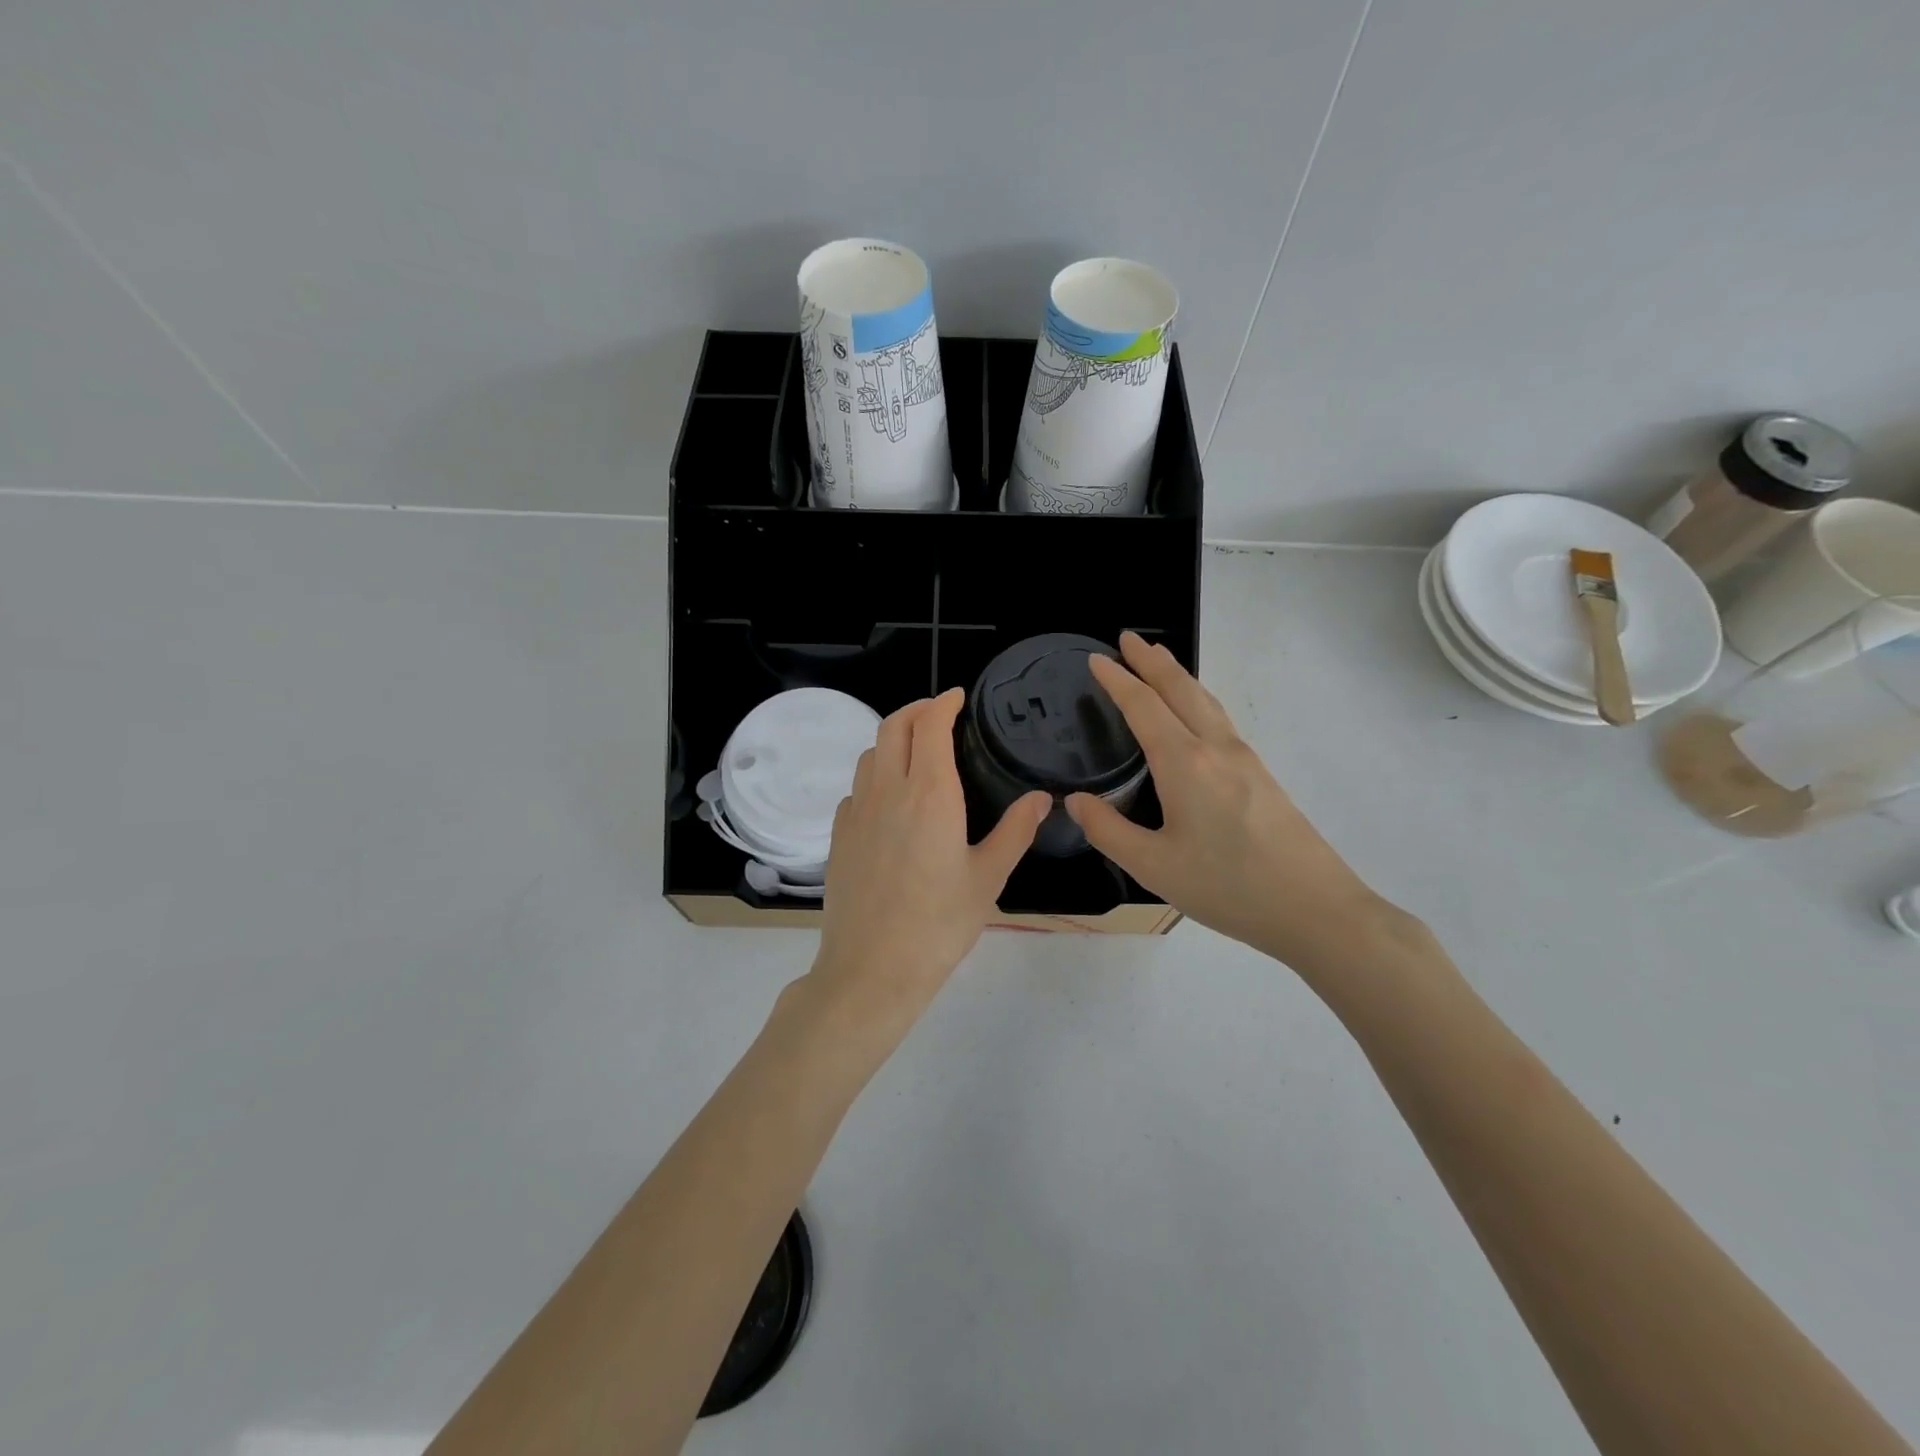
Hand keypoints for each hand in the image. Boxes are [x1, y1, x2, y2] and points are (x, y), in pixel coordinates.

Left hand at [803, 689, 1048, 1052]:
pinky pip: (855, 790)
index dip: (943, 703)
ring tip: (915, 752)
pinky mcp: (838, 836)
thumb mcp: (988, 878)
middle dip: (916, 709)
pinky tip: (889, 802)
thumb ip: (1015, 832)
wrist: (871, 970)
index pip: (930, 726)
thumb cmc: (938, 925)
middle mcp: (888, 791)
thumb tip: (1041, 798)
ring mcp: (856, 812)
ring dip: (892, 740)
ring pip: (869, 755)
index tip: (957, 697)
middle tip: (938, 713)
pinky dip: (874, 777)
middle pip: (892, 727)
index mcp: (929, 794)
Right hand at [1066, 633, 1394, 971]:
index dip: (1117, 681)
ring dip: (1177, 676)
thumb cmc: (1228, 887)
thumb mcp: (1154, 867)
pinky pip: (1220, 720)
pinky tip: (1195, 713)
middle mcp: (1216, 748)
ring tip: (1159, 660)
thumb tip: (1075, 802)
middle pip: (1180, 690)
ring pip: (1205, 701)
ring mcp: (1245, 759)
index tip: (1096, 659)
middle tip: (1127, 639)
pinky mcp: (1261, 775)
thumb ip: (1108, 831)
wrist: (1315, 909)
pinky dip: (1197, 699)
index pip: (1143, 707)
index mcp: (1185, 764)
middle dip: (1151, 661)